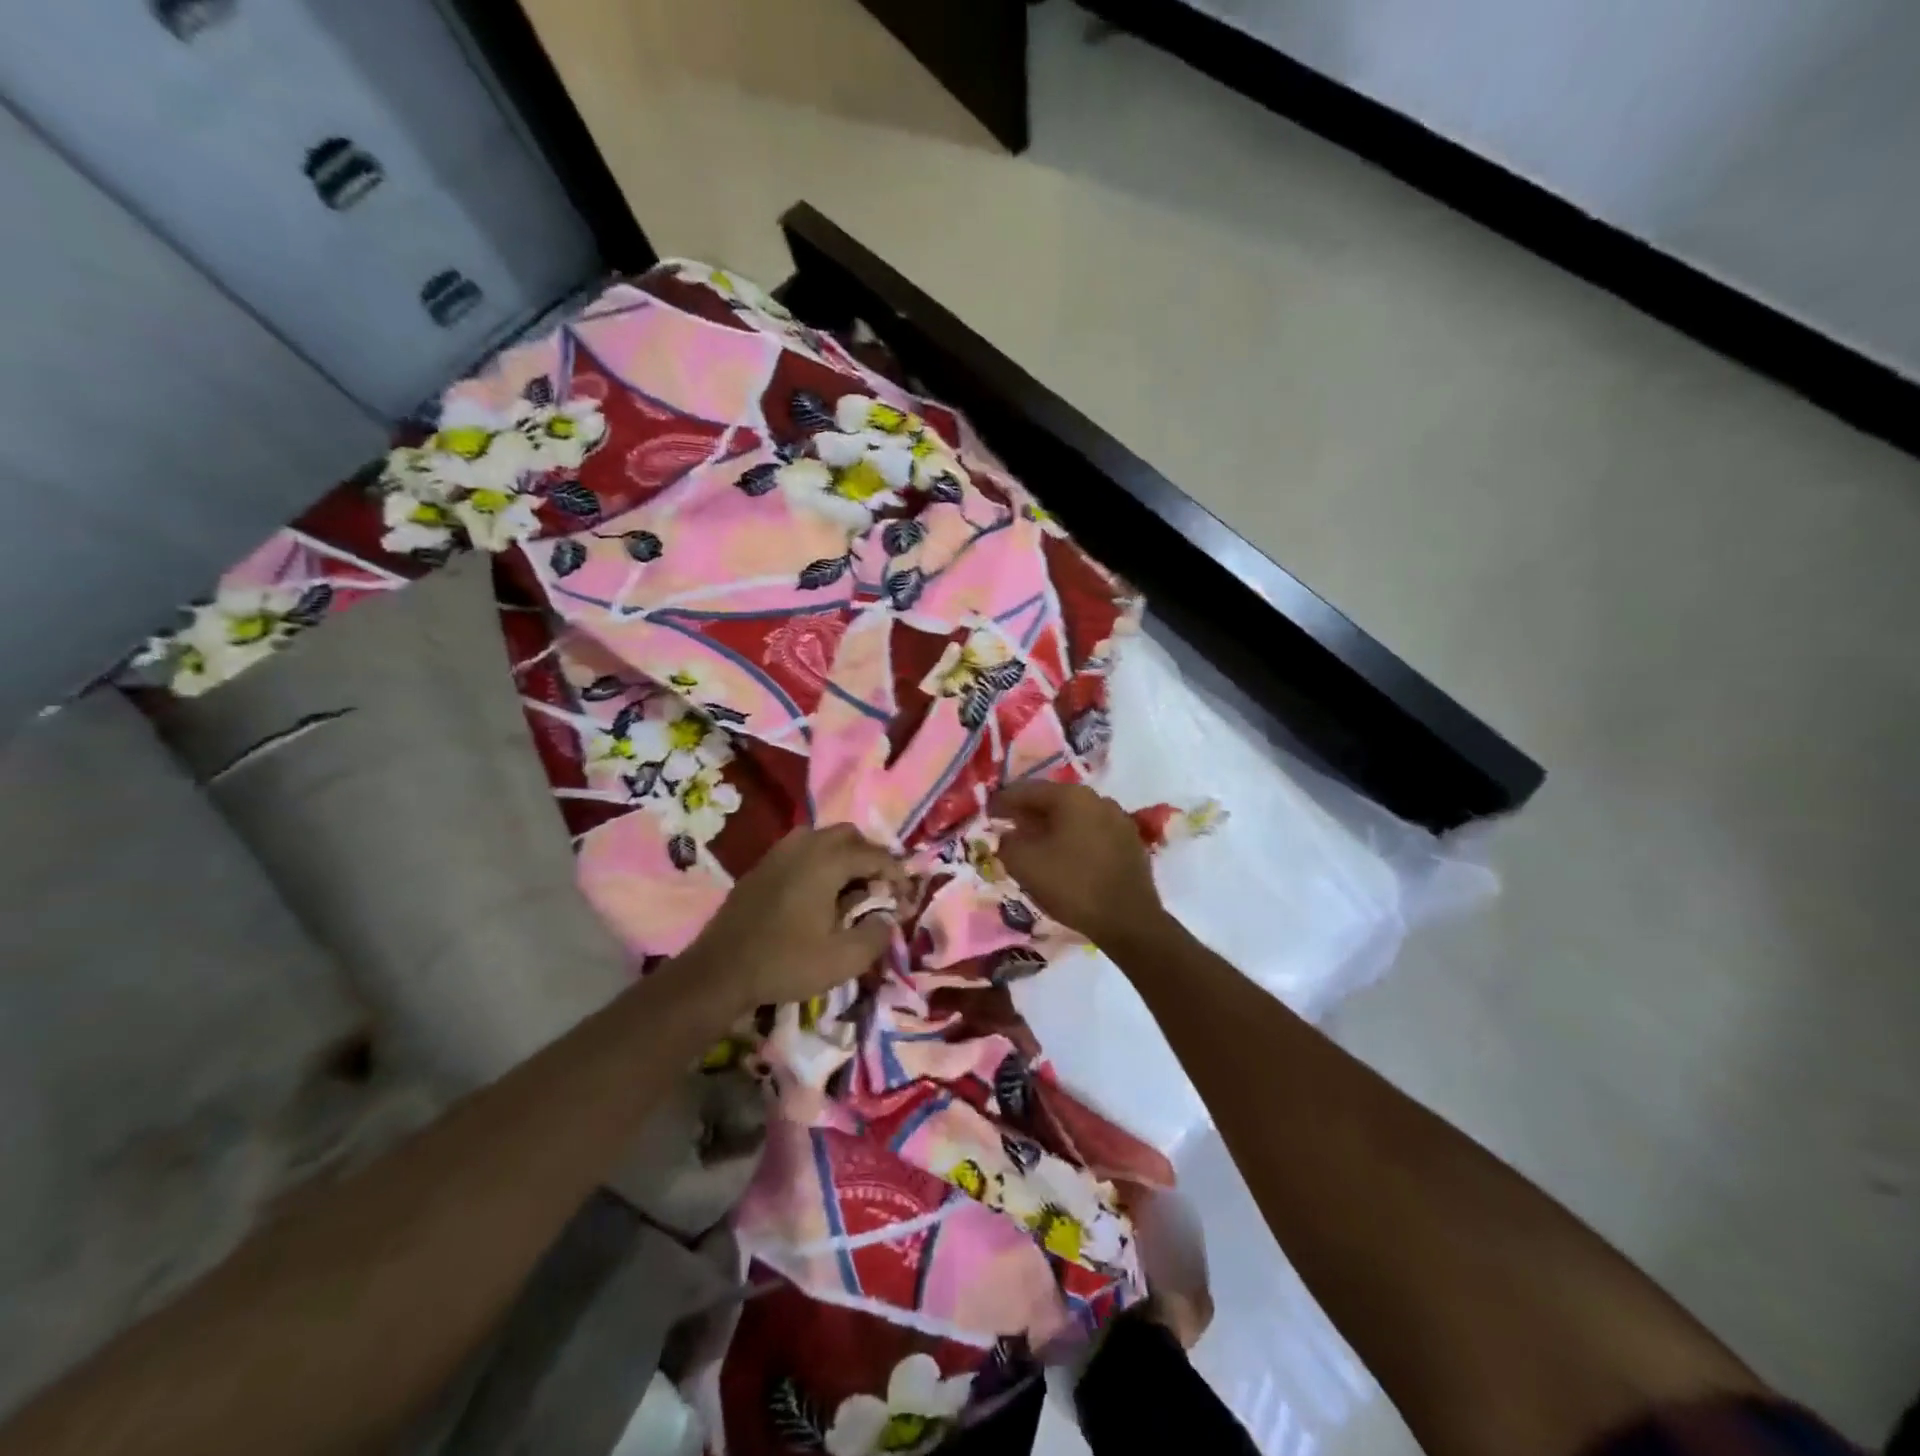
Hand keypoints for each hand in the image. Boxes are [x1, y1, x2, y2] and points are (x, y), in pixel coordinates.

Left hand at [677, 823, 907, 1017]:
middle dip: (870, 857)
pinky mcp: (761, 867)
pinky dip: (818, 862)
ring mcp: (778, 853)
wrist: (719, 972)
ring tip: (850, 889)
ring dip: (843, 856)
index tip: (905, 898)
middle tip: (879, 889)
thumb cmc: (785, 963)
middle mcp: (803, 846)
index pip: (875, 855)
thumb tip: (887, 918)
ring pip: (822, 837)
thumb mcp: (843, 960)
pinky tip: (817, 893)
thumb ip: (876, 935)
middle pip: (849, 836)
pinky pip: (800, 850)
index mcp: (826, 861)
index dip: (897, 874)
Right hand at [988, 781, 1166, 947]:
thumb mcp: (1025, 864)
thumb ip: (1006, 843)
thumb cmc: (1072, 885)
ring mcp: (1118, 820)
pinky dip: (1071, 839)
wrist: (1129, 921)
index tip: (986, 813)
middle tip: (1006, 828)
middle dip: (1027, 814)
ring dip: (1050, 827)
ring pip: (1073, 817)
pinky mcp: (1129, 842)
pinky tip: (1062, 858)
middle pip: (1052, 801)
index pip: (1026, 790)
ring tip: (1032, 845)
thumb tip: (1006, 837)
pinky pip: (1091, 833)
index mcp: (1072, 796)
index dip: (1002, 802)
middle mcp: (1097, 799)